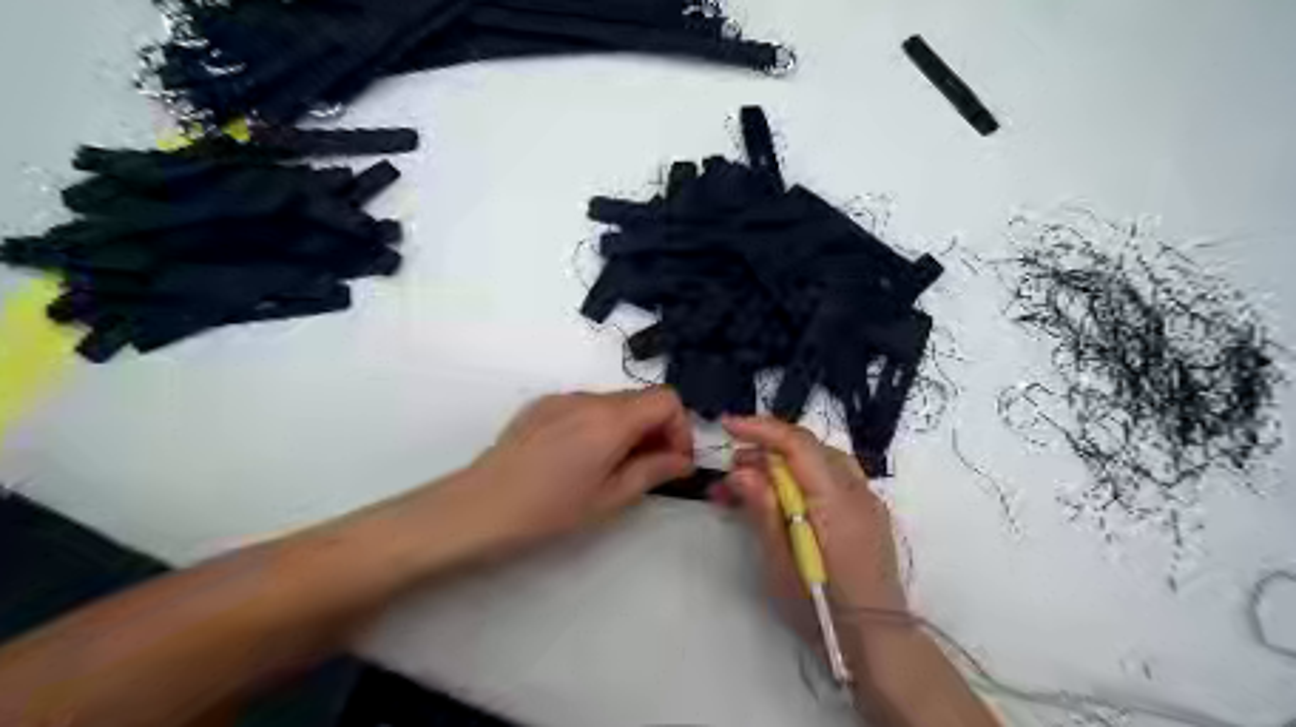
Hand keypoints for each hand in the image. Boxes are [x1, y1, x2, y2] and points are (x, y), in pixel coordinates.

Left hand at [433, 390, 697, 557]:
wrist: (477, 507)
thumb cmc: (548, 510)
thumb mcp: (608, 498)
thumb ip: (652, 472)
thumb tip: (683, 461)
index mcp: (610, 419)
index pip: (667, 399)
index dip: (680, 428)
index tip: (673, 461)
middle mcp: (589, 397)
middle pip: (642, 399)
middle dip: (656, 430)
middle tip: (649, 469)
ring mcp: (562, 397)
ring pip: (614, 403)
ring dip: (628, 428)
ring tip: (613, 467)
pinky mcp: (541, 405)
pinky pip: (586, 406)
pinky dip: (600, 425)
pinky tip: (580, 458)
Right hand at [712, 415, 904, 653]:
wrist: (878, 643)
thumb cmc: (823, 609)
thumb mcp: (781, 564)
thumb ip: (764, 511)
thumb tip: (742, 470)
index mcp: (835, 501)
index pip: (797, 445)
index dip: (761, 429)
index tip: (727, 425)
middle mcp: (856, 490)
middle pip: (809, 447)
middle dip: (766, 448)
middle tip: (731, 467)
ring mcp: (867, 500)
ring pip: (821, 458)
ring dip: (784, 460)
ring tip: (750, 481)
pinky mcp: (868, 512)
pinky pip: (833, 476)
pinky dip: (804, 474)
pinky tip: (783, 494)